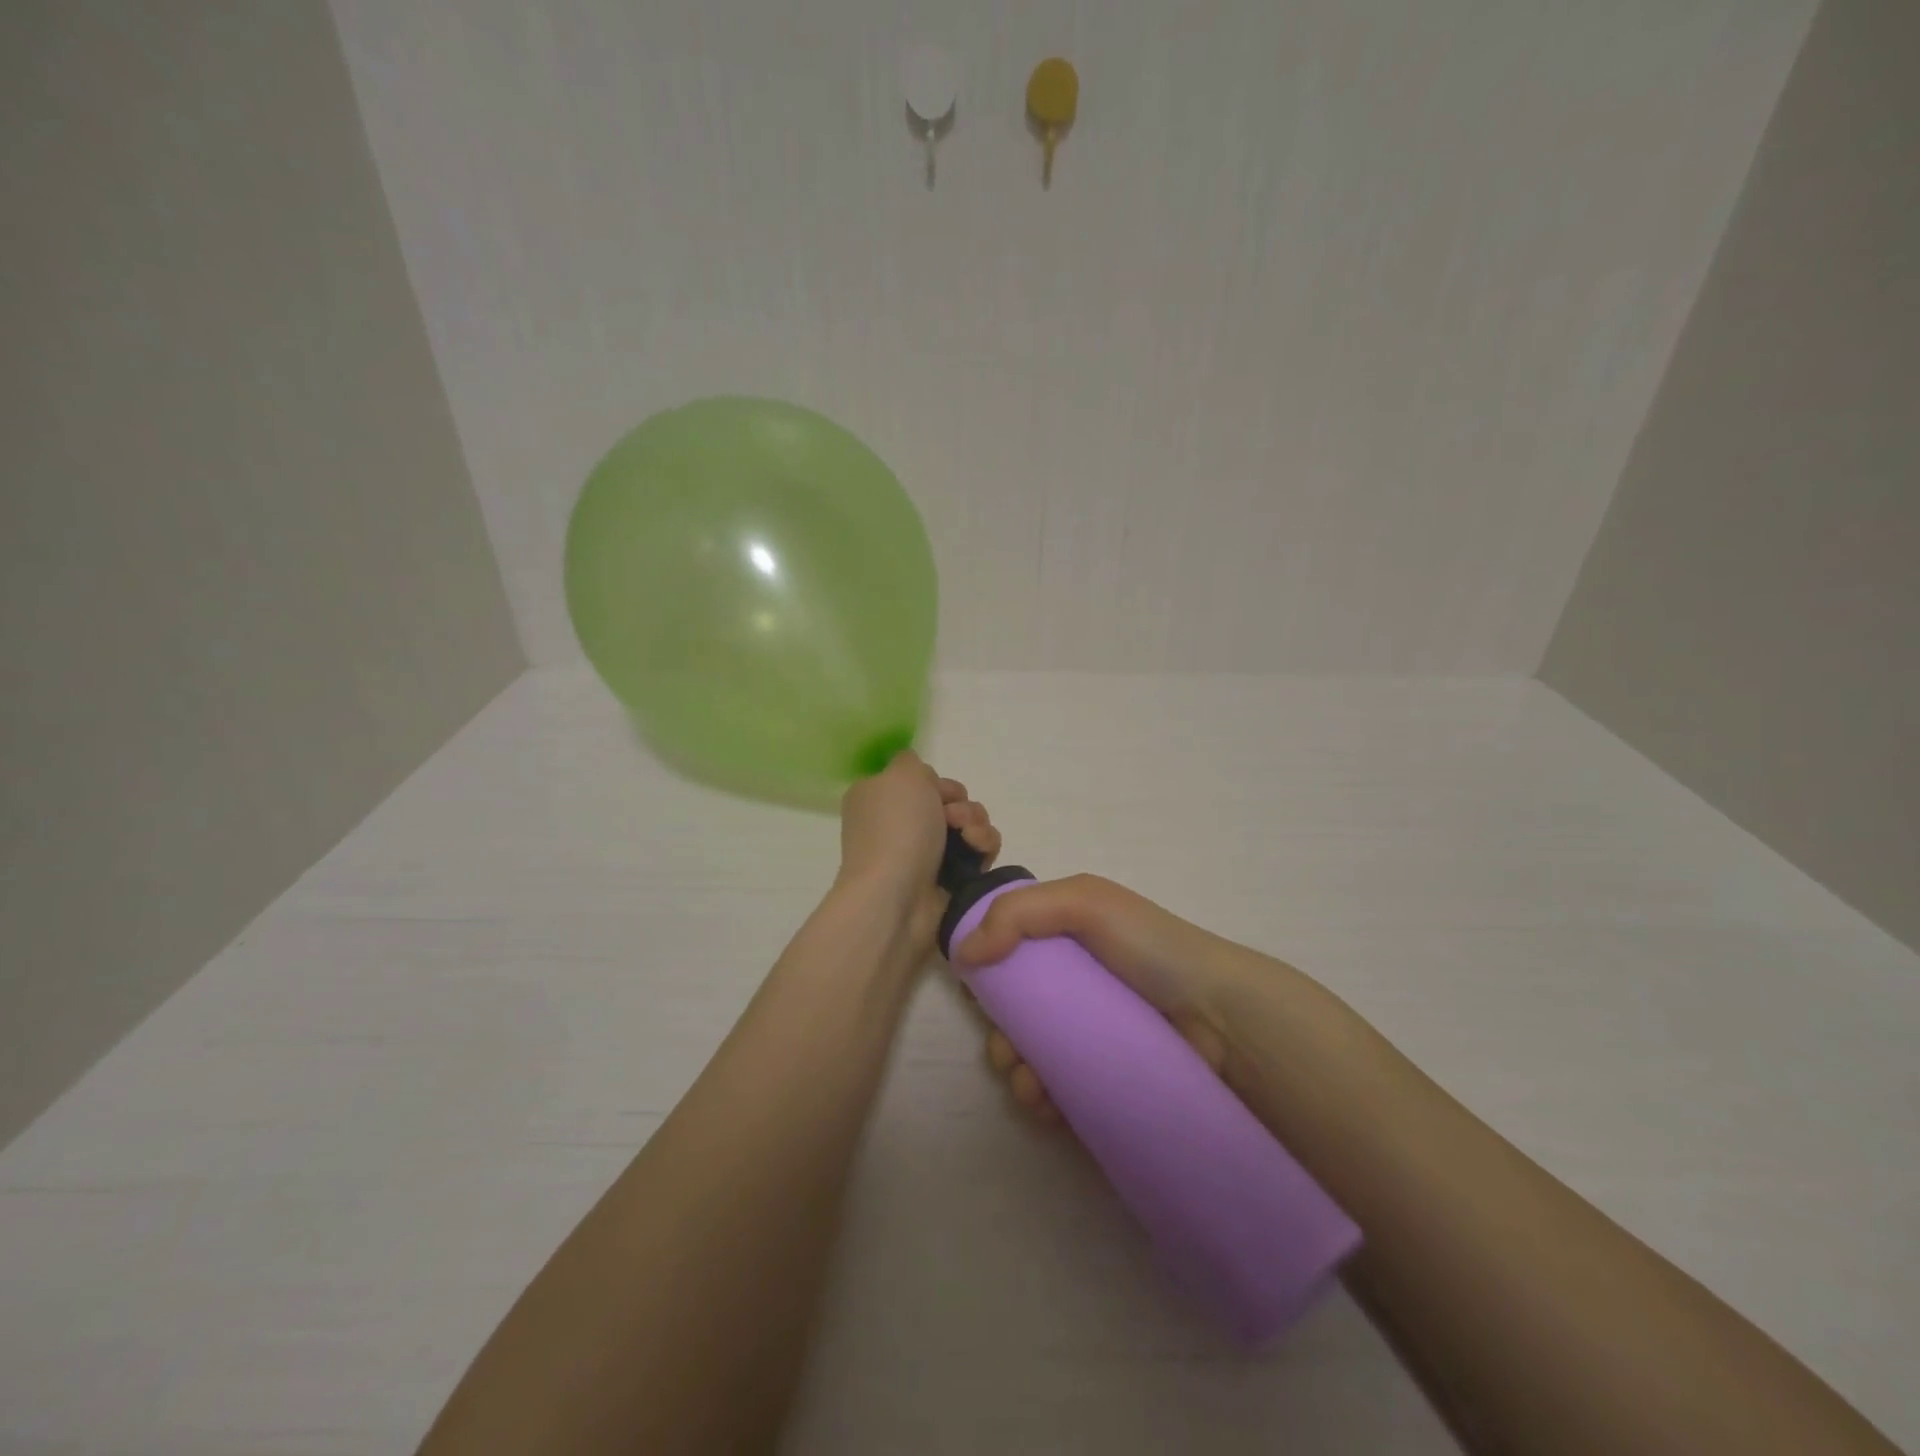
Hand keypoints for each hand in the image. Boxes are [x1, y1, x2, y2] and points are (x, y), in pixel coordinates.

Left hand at [837, 750, 1000, 948]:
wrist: (897, 897)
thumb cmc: (896, 829)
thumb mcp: (900, 774)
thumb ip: (911, 761)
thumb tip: (918, 775)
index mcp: (879, 798)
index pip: (920, 780)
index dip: (935, 782)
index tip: (936, 791)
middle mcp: (900, 824)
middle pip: (949, 800)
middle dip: (960, 803)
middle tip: (951, 817)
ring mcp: (925, 853)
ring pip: (969, 823)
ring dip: (976, 823)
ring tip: (968, 838)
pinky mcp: (949, 878)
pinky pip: (978, 851)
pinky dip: (983, 847)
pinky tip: (978, 854)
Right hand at [951, 875, 1236, 1123]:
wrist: (1221, 1019)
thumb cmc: (1151, 949)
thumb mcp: (1086, 903)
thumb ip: (1018, 913)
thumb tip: (964, 954)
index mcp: (1065, 943)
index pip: (1009, 959)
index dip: (987, 977)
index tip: (977, 998)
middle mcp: (1073, 989)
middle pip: (1014, 1015)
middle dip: (999, 1037)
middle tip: (1008, 1052)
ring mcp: (1088, 1037)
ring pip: (1030, 1058)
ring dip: (1015, 1074)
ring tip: (1031, 1087)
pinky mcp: (1102, 1080)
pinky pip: (1057, 1094)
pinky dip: (1041, 1101)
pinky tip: (1047, 1106)